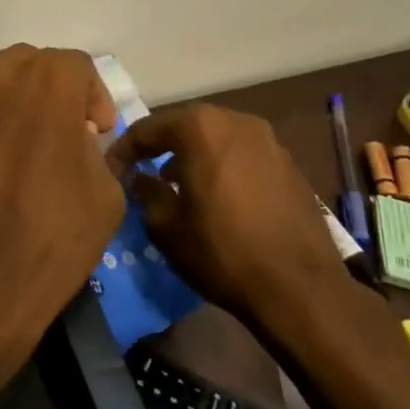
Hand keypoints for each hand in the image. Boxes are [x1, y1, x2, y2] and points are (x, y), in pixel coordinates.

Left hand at [0, 35, 122, 396]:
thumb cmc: (52, 237)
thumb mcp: (106, 195)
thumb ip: (95, 149)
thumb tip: (77, 139)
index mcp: (48, 81)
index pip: (77, 66)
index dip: (93, 97)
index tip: (96, 130)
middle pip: (26, 59)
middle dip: (47, 87)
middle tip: (54, 129)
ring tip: (6, 116)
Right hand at [106, 104, 375, 357]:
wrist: (298, 287)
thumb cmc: (220, 251)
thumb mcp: (165, 225)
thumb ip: (146, 191)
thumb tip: (139, 178)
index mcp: (200, 128)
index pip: (148, 129)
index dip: (124, 150)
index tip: (110, 170)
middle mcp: (236, 121)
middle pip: (186, 125)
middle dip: (160, 146)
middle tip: (141, 170)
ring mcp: (269, 141)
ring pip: (217, 138)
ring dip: (193, 154)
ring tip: (177, 183)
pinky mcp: (290, 165)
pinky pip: (243, 155)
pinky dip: (222, 165)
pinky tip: (216, 195)